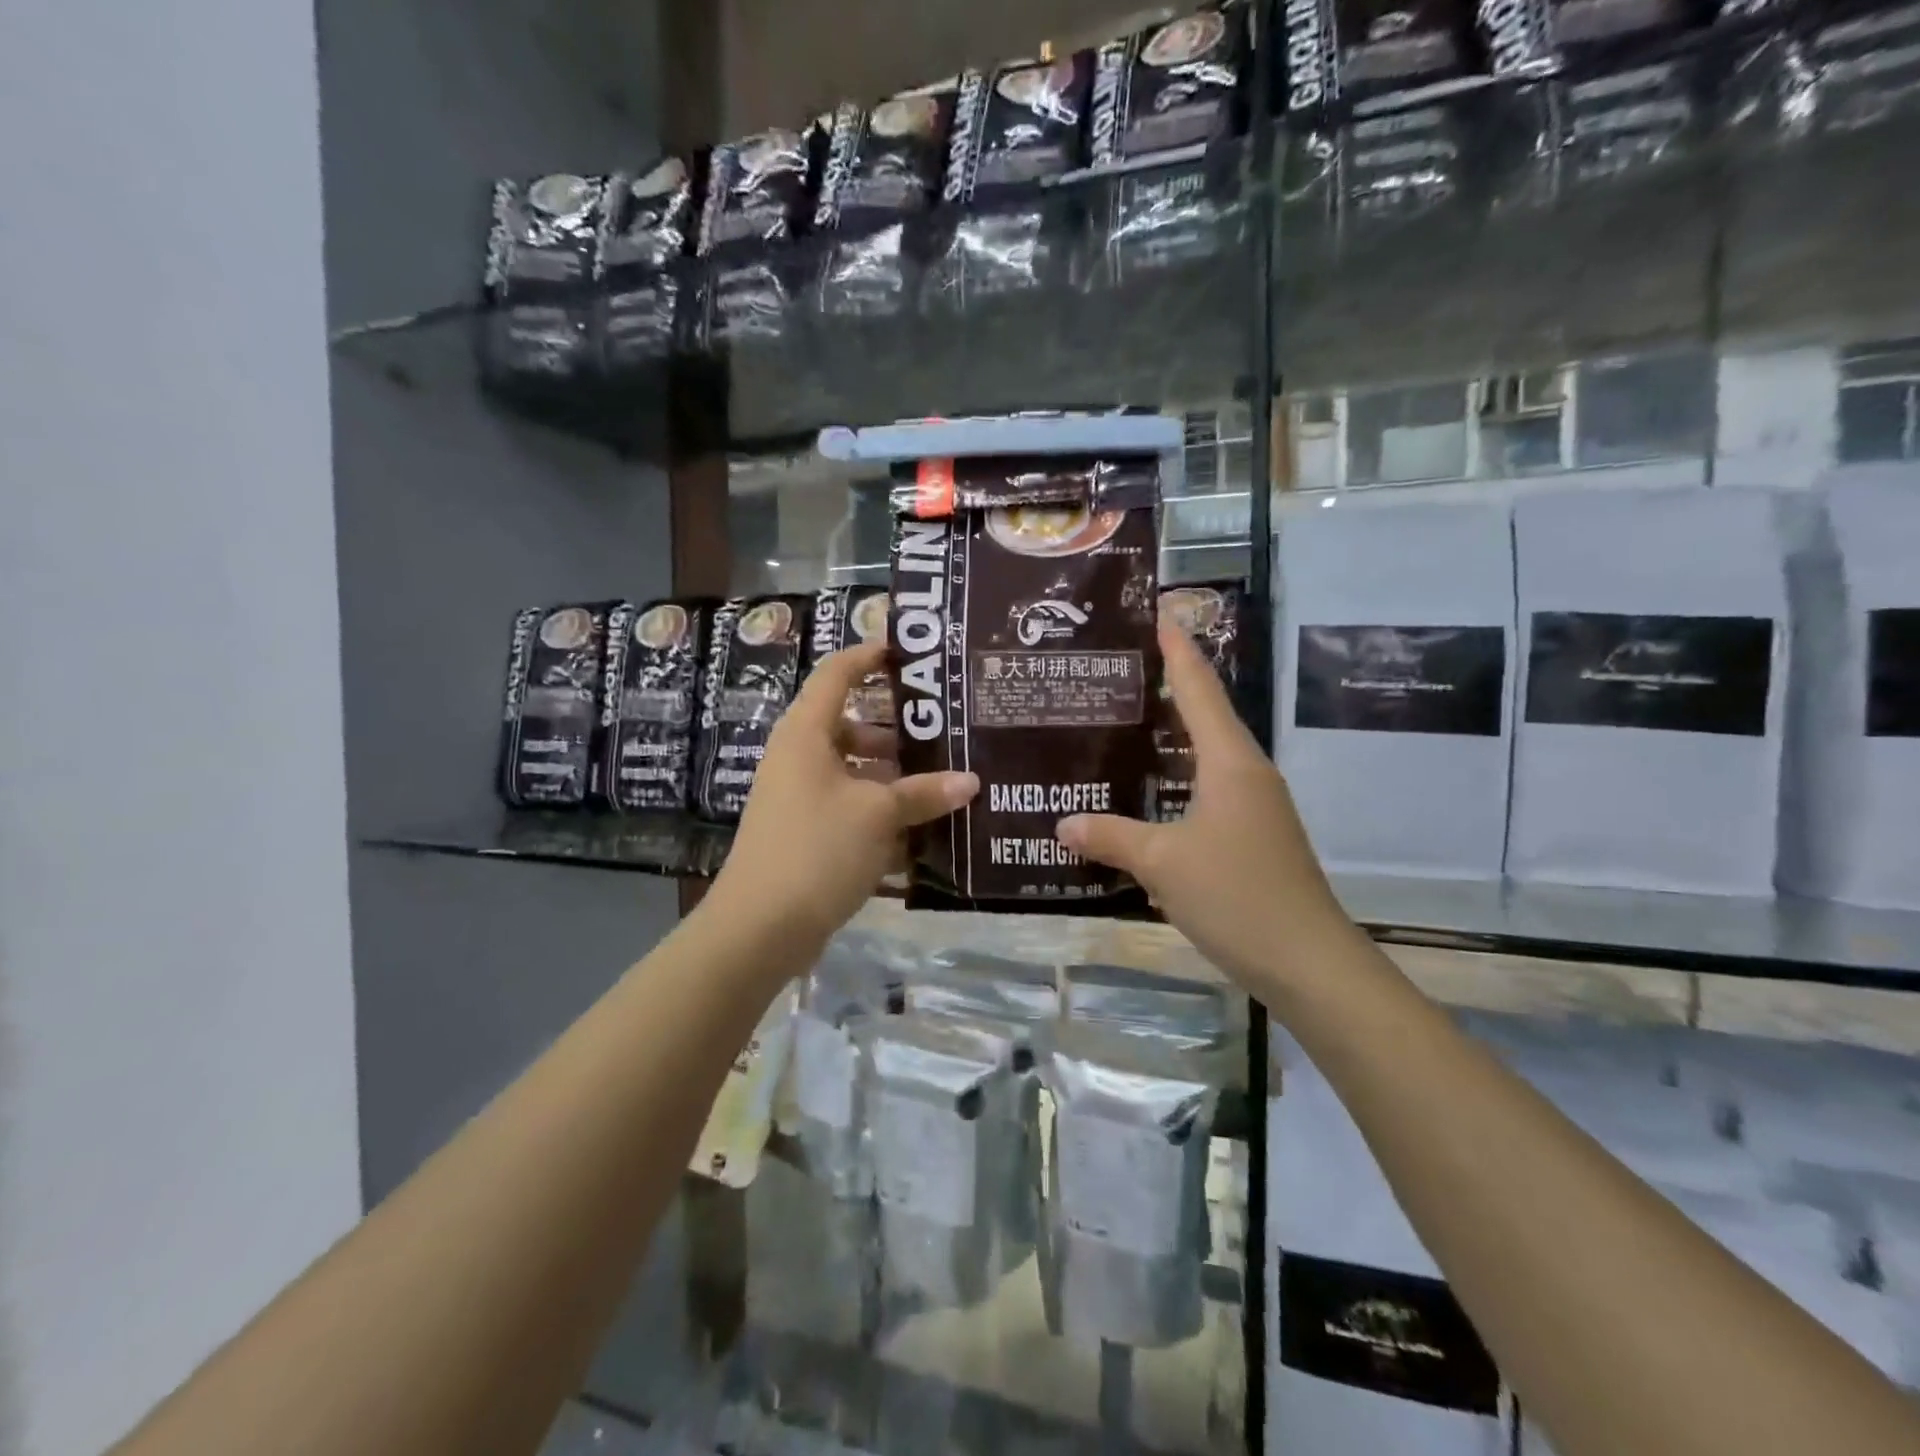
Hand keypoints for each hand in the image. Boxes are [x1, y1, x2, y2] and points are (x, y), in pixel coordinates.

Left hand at [707, 642, 978, 949]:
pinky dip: (880, 813)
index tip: (909, 654)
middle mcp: (799, 757)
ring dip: (894, 777)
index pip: (837, 674)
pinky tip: (920, 830)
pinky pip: (849, 808)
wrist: (760, 928)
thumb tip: (971, 781)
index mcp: (807, 733)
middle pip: (851, 726)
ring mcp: (799, 797)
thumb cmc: (818, 849)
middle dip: (897, 730)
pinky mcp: (805, 833)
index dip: (869, 656)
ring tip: (943, 784)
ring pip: (854, 771)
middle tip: (946, 733)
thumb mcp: (879, 815)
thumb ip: (925, 793)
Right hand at [1057, 622, 1355, 989]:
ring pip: (1207, 756)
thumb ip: (1111, 837)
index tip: (1159, 612)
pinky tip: (1148, 792)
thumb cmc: (1237, 895)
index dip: (1177, 650)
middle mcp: (1247, 773)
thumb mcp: (1162, 863)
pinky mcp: (1252, 836)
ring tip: (1127, 722)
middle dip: (1171, 686)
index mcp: (1230, 762)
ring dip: (1173, 736)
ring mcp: (1254, 807)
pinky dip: (1176, 779)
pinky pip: (1207, 790)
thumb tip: (1063, 823)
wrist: (1307, 962)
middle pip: (1206, 715)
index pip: (1200, 690)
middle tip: (1122, 668)